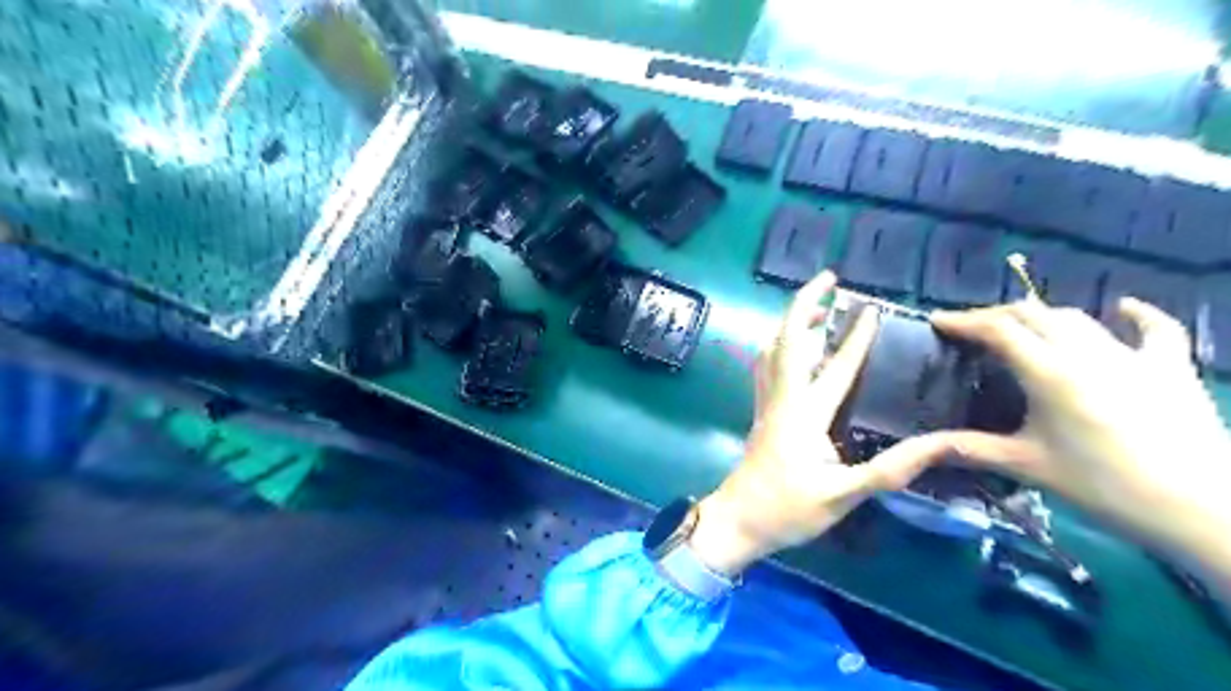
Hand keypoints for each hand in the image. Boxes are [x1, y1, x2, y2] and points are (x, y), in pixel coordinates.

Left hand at [691, 271, 960, 575]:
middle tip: (828, 281)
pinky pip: (767, 366)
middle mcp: (782, 398)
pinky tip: (794, 350)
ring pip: (771, 349)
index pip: (834, 366)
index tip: (872, 307)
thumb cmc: (786, 509)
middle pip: (788, 340)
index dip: (855, 337)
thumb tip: (941, 445)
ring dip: (792, 323)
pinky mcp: (761, 412)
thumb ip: (889, 470)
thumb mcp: (843, 495)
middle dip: (805, 304)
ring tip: (816, 309)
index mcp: (804, 413)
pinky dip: (781, 346)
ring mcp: (766, 403)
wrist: (737, 520)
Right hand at [934, 299, 1230, 567]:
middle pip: (1033, 315)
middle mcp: (1087, 353)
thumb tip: (916, 448)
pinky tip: (1123, 307)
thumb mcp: (1027, 466)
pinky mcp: (1171, 367)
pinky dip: (1136, 314)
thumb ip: (969, 449)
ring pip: (1077, 318)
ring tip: (1020, 328)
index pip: (998, 330)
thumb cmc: (1105, 487)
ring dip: (1041, 316)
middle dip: (995, 315)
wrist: (1204, 509)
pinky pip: (1154, 329)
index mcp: (1050, 374)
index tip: (937, 320)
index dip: (963, 321)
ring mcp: (1133, 356)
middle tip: (971, 330)